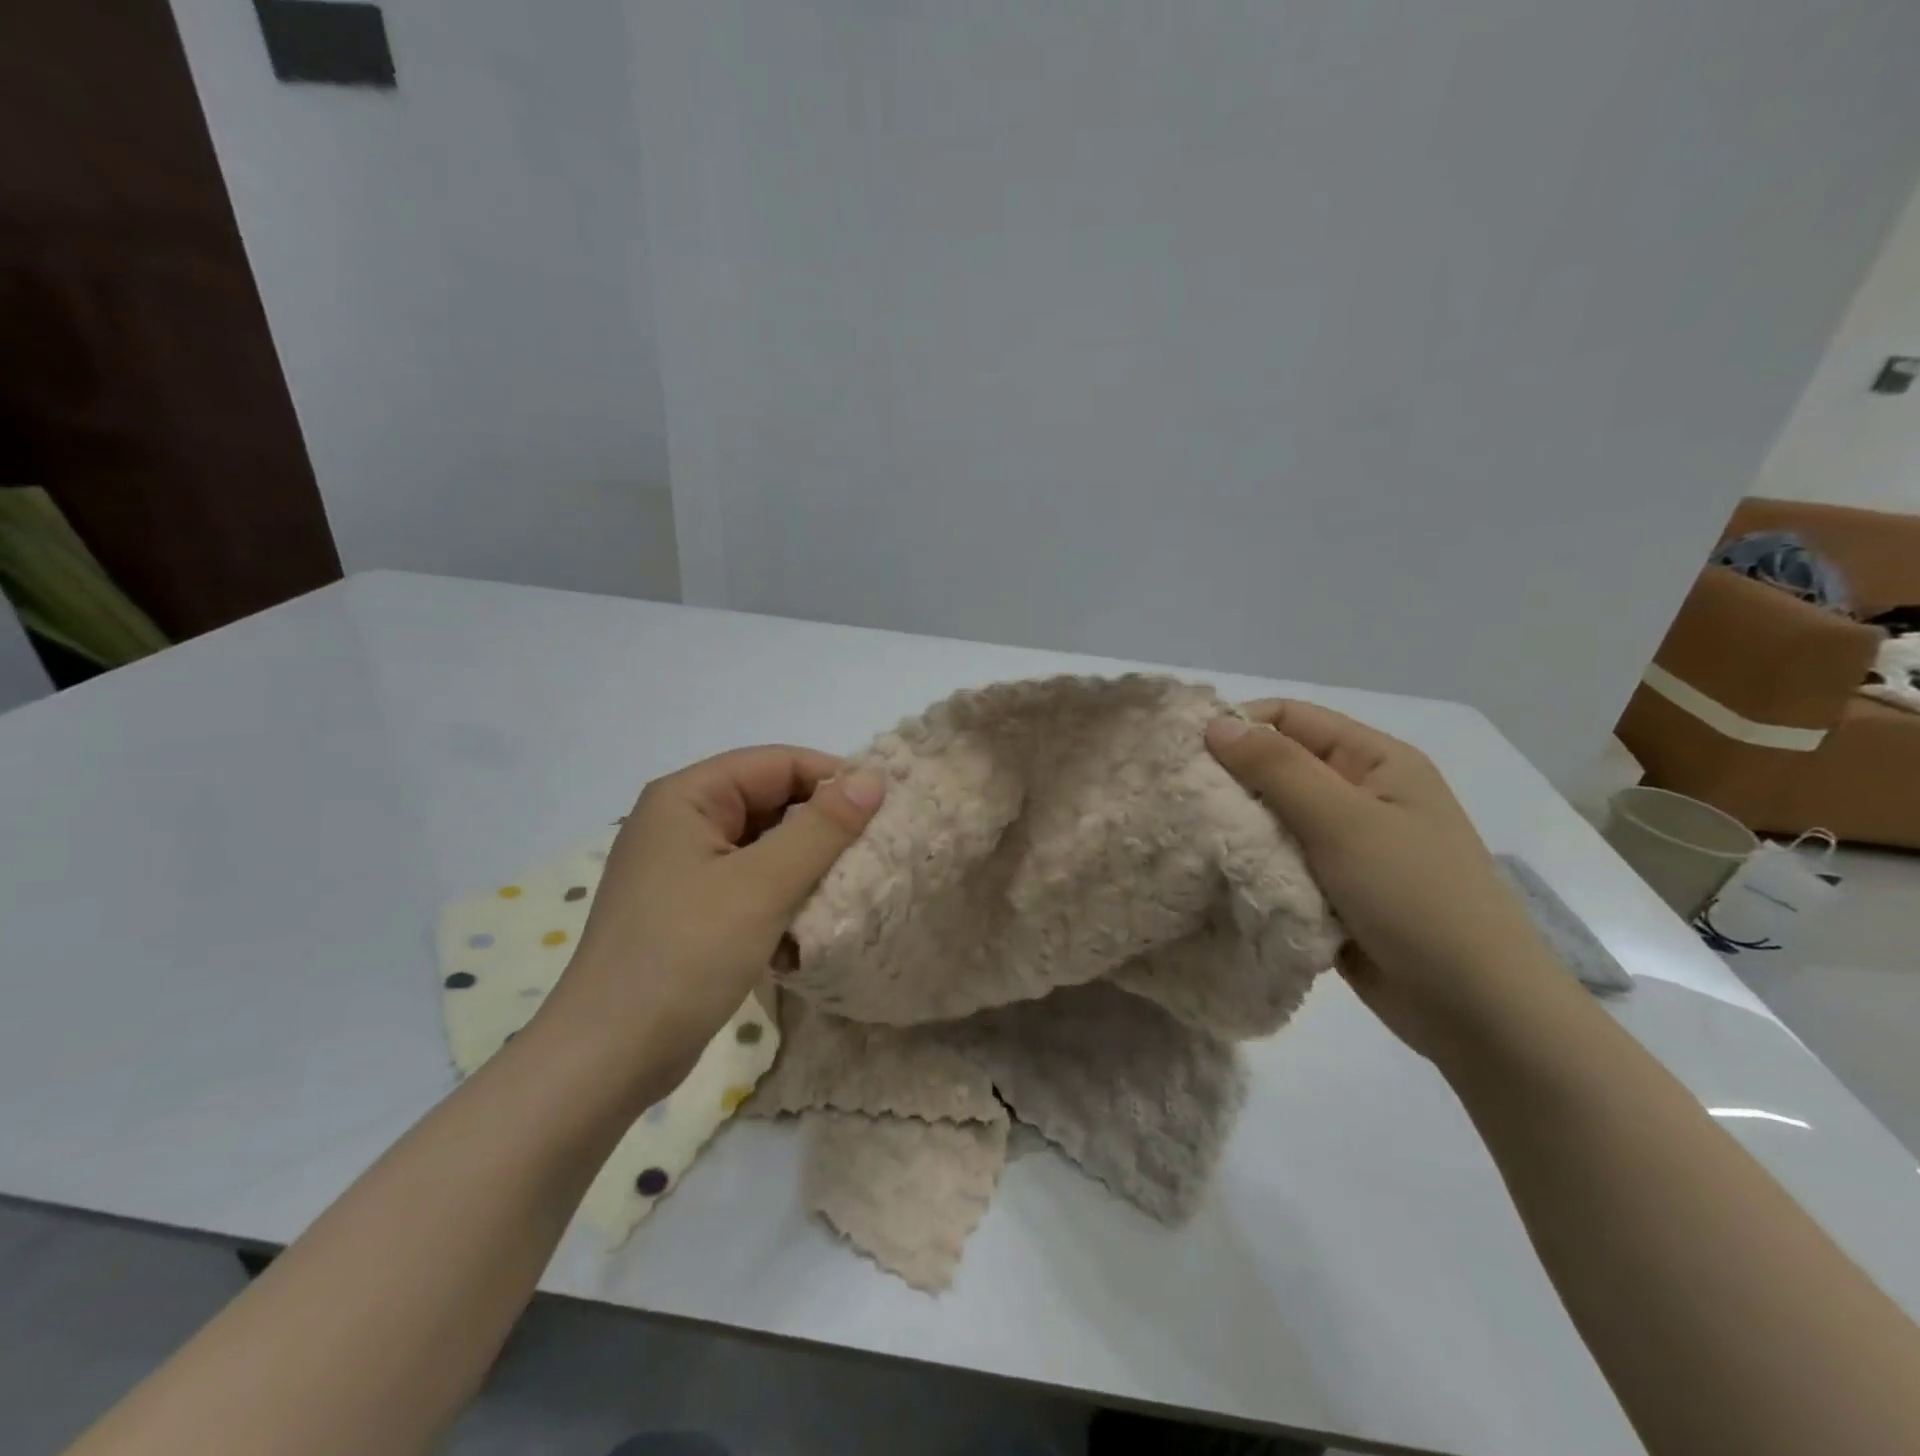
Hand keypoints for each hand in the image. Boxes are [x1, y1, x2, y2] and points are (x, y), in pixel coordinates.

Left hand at [537, 746, 884, 1099]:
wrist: (609, 1057)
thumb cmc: (685, 955)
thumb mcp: (763, 885)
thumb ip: (822, 828)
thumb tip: (872, 778)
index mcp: (687, 797)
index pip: (776, 763)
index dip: (832, 778)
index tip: (884, 809)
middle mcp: (681, 821)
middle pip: (769, 800)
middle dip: (821, 824)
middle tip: (874, 849)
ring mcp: (682, 867)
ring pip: (763, 844)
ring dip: (806, 862)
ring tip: (850, 884)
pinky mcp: (689, 908)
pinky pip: (749, 880)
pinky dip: (782, 892)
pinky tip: (809, 919)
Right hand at [1205, 701, 1559, 1065]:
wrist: (1474, 1009)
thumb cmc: (1415, 897)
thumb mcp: (1345, 822)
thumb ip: (1278, 769)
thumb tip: (1215, 724)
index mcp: (1376, 761)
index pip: (1292, 718)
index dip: (1239, 726)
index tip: (1186, 754)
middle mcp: (1360, 794)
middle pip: (1279, 767)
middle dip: (1230, 780)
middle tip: (1179, 800)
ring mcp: (1346, 845)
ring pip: (1273, 817)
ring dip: (1237, 826)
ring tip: (1189, 837)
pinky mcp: (1331, 889)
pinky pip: (1279, 861)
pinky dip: (1251, 864)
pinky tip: (1217, 872)